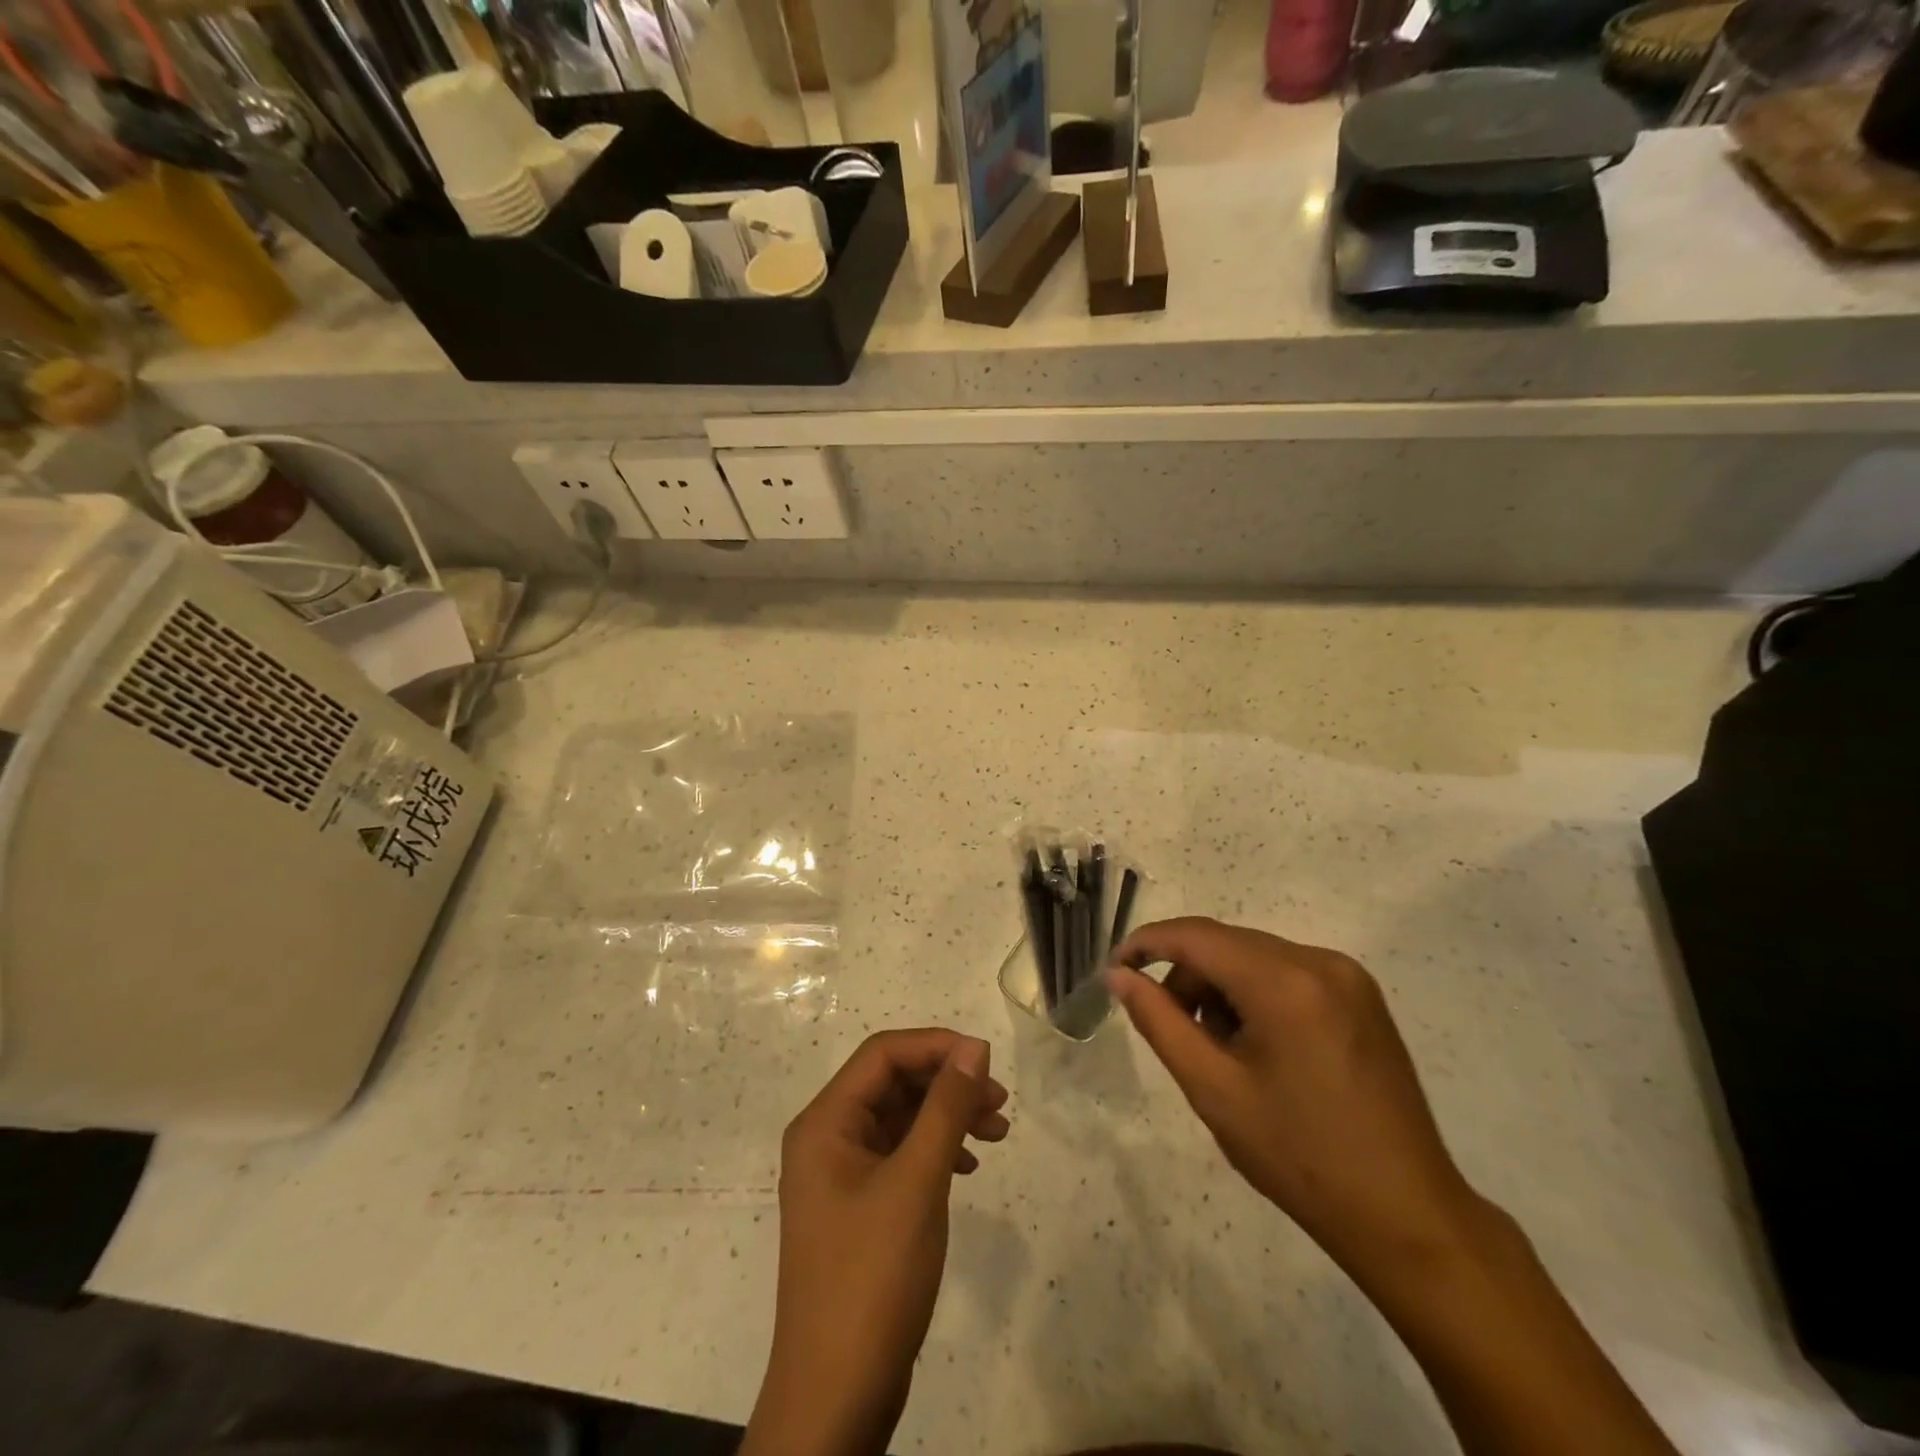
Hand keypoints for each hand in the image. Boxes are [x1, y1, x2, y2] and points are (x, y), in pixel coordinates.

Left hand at [742, 1030, 1009, 1455]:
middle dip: (946, 1084)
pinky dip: (936, 1152)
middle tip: (999, 1101)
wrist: (836, 1399)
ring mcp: (840, 1177)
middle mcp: (826, 1139)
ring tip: (997, 1131)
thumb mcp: (917, 1184)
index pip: (882, 1055)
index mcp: (825, 1123)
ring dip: (947, 1117)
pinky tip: (969, 1167)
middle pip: (892, 1084)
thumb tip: (974, 1047)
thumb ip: (946, 1108)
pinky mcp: (857, 1209)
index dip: (936, 1047)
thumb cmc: (872, 1278)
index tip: (986, 1060)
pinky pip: (900, 1157)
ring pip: (899, 1120)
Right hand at [1109, 917, 1485, 1283]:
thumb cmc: (1298, 1156)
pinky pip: (1287, 973)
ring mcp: (1348, 977)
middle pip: (1226, 944)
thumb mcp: (1213, 1089)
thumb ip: (1159, 1020)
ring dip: (1221, 987)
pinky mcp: (1361, 996)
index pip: (1197, 936)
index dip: (1147, 943)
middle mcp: (1320, 962)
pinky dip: (1255, 994)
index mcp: (1285, 983)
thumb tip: (1119, 975)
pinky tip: (1257, 1046)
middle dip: (1186, 975)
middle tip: (1170, 1027)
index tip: (1114, 968)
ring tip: (1220, 1049)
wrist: (1406, 1215)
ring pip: (1255, 957)